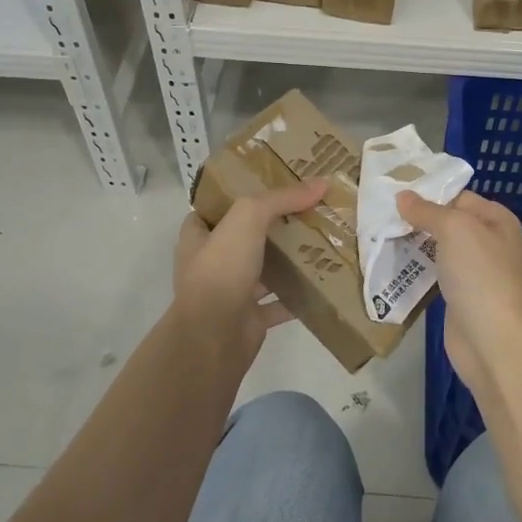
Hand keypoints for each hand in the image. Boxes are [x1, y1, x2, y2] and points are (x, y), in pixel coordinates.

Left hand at [173, 179, 327, 339]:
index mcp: (198, 238)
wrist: (214, 337)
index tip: (269, 185)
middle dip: (271, 227)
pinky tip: (322, 282)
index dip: (236, 196)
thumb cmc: (221, 270)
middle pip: (243, 238)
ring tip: (320, 241)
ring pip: (262, 271)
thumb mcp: (248, 218)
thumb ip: (281, 199)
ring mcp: (230, 293)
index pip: (213, 210)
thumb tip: (320, 183)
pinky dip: (297, 295)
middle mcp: (211, 264)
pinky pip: (279, 303)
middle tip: (305, 211)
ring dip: (286, 261)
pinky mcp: (249, 319)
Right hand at [396, 190, 521, 387]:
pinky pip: (436, 275)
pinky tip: (393, 265)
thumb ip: (427, 210)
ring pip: (440, 250)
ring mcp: (476, 273)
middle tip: (381, 215)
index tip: (394, 193)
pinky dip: (417, 270)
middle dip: (418, 220)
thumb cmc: (480, 275)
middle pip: (448, 223)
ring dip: (414, 245)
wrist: (494, 343)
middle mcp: (490, 243)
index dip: (429, 194)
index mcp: (497, 220)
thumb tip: (402, 195)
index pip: (458, 197)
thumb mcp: (454, 229)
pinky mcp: (461, 298)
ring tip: (380, 236)